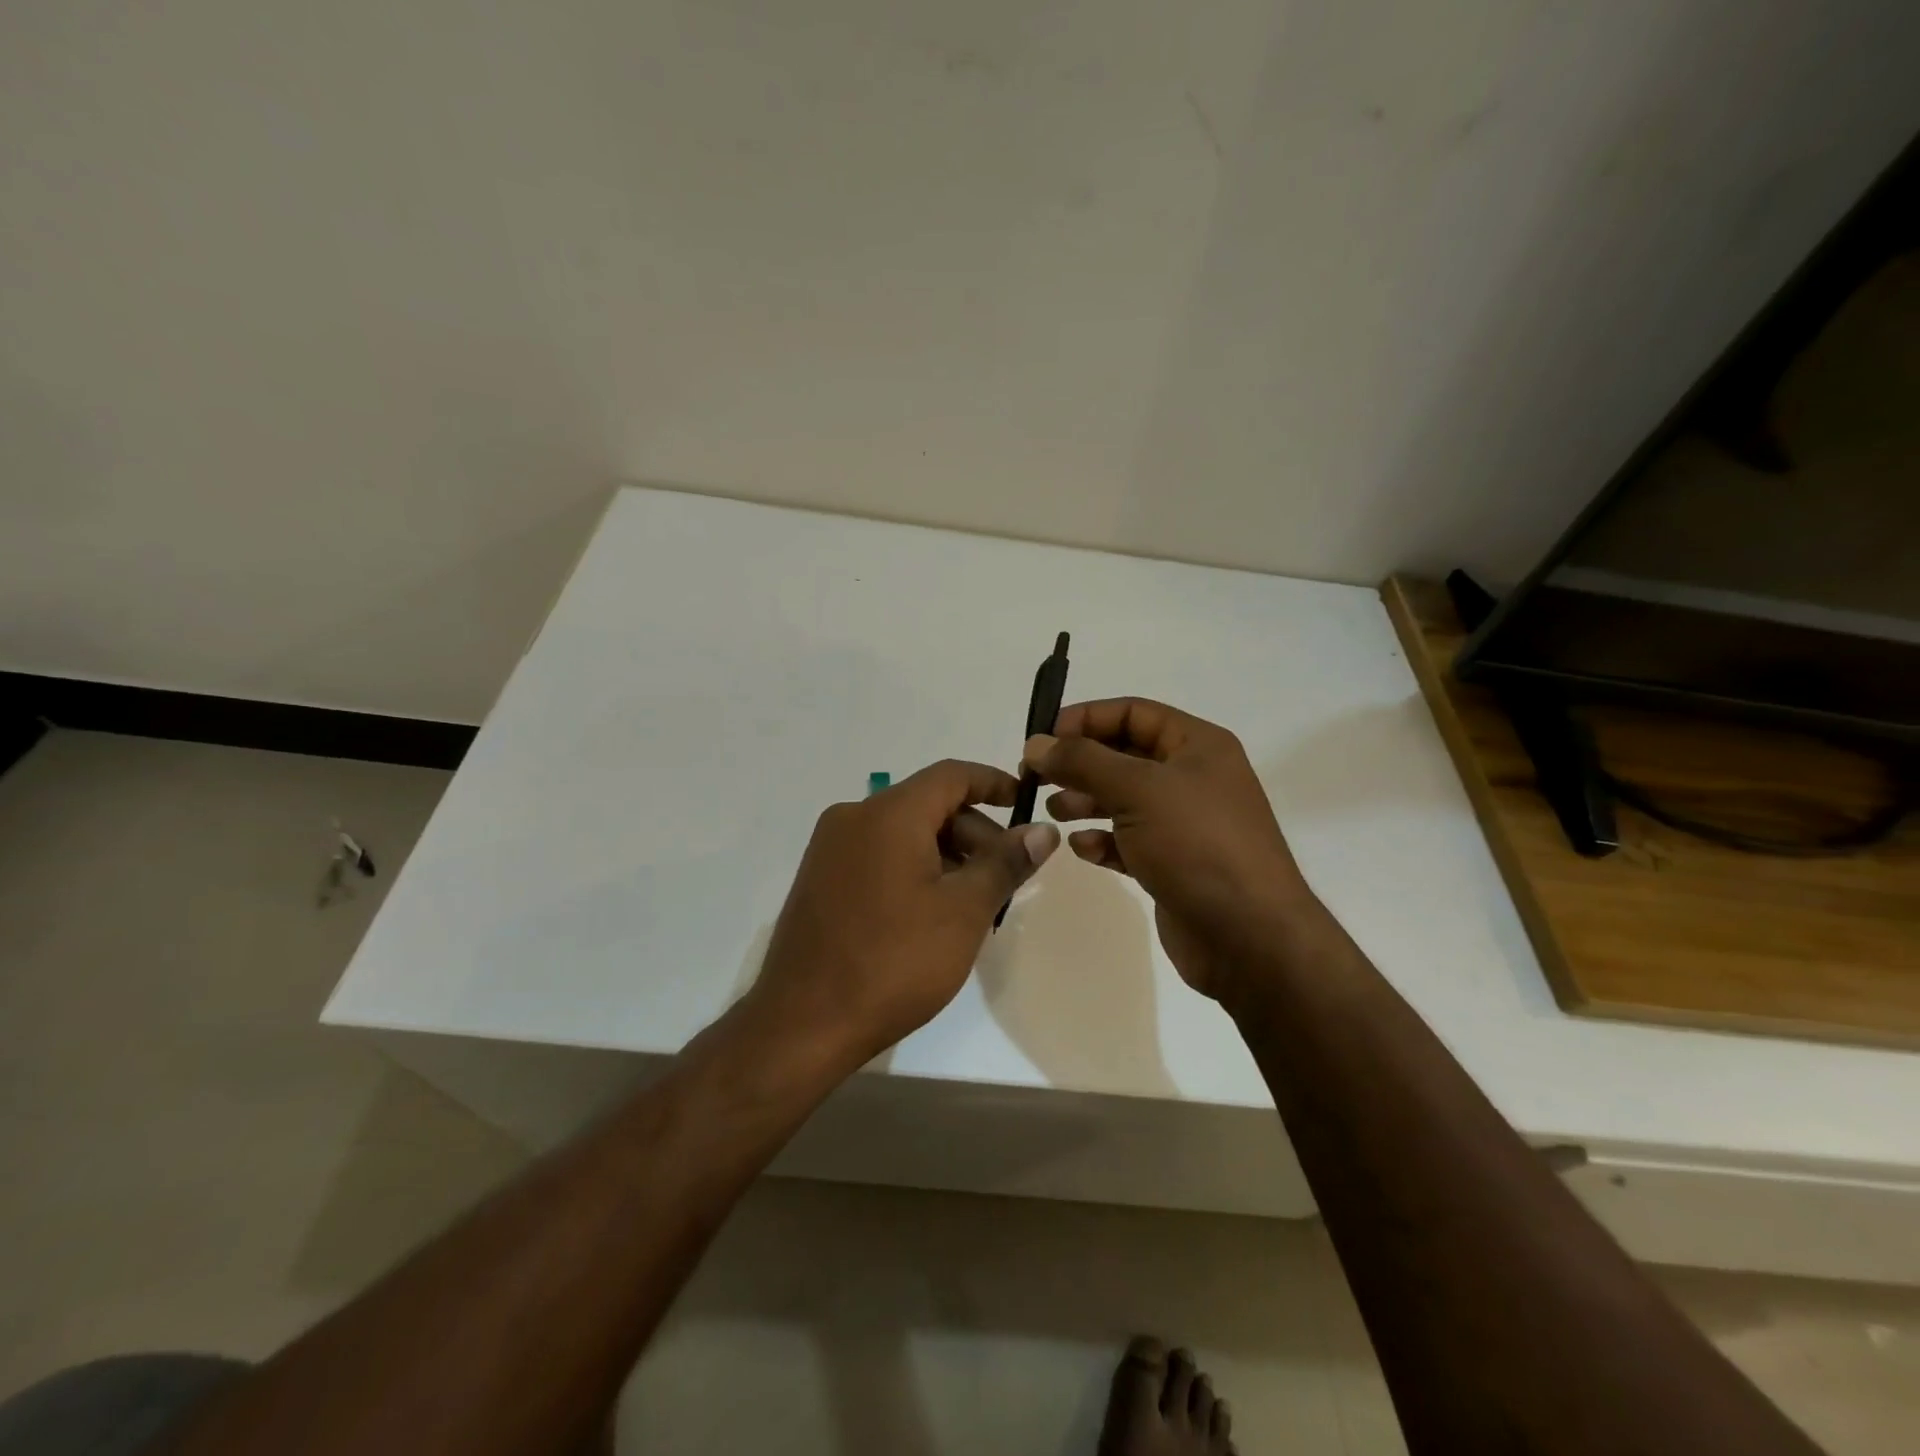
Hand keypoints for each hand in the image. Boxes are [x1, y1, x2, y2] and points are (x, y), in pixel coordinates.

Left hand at [746, 759, 1059, 1071]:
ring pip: (903, 832)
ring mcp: (830, 849)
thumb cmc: (894, 961)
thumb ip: (1005, 863)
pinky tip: (931, 913)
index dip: (994, 783)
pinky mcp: (819, 879)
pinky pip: (878, 855)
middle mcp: (853, 817)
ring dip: (945, 854)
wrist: (802, 1023)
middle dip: (973, 832)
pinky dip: (913, 868)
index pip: (952, 775)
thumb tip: (1042, 830)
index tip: (1025, 803)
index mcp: (888, 813)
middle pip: (927, 805)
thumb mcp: (964, 911)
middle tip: (1004, 878)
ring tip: (972, 903)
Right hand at [1025, 699, 1325, 1004]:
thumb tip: (1037, 743)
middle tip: (1035, 778)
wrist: (1249, 937)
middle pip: (1124, 756)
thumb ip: (1083, 761)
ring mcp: (1184, 823)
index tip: (1042, 737)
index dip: (1085, 718)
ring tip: (1053, 812)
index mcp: (1198, 746)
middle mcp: (1192, 778)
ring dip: (1085, 801)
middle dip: (1079, 763)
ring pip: (1123, 799)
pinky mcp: (1173, 863)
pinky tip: (1083, 849)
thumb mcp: (1138, 790)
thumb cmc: (1197, 845)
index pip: (1133, 713)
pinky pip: (1128, 841)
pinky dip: (1103, 840)